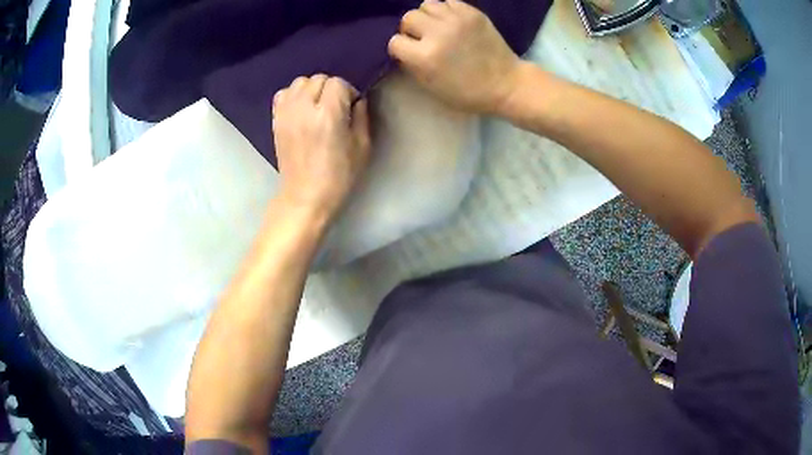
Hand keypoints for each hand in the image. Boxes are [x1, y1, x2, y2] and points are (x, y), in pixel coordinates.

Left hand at [272, 75, 370, 219]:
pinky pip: (282, 94)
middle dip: (330, 89)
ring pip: (299, 82)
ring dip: (311, 89)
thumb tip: (357, 100)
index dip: (348, 92)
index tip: (350, 107)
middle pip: (318, 79)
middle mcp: (304, 108)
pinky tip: (300, 109)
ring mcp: (286, 114)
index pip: (338, 83)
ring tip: (316, 106)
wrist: (305, 196)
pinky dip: (293, 96)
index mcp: (328, 115)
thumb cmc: (338, 176)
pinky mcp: (276, 121)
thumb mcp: (362, 147)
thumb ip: (362, 117)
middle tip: (335, 108)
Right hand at [388, 0, 522, 113]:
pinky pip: (448, 2)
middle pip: (408, 18)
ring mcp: (457, 20)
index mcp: (425, 57)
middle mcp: (438, 33)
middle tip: (422, 38)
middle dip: (411, 29)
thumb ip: (412, 65)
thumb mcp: (431, 86)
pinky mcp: (473, 13)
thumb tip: (403, 50)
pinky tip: (452, 22)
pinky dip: (446, 11)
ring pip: (427, 5)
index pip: (395, 42)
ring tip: (437, 27)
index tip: (409, 52)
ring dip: (427, 16)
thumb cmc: (467, 92)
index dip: (400, 48)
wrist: (506, 84)